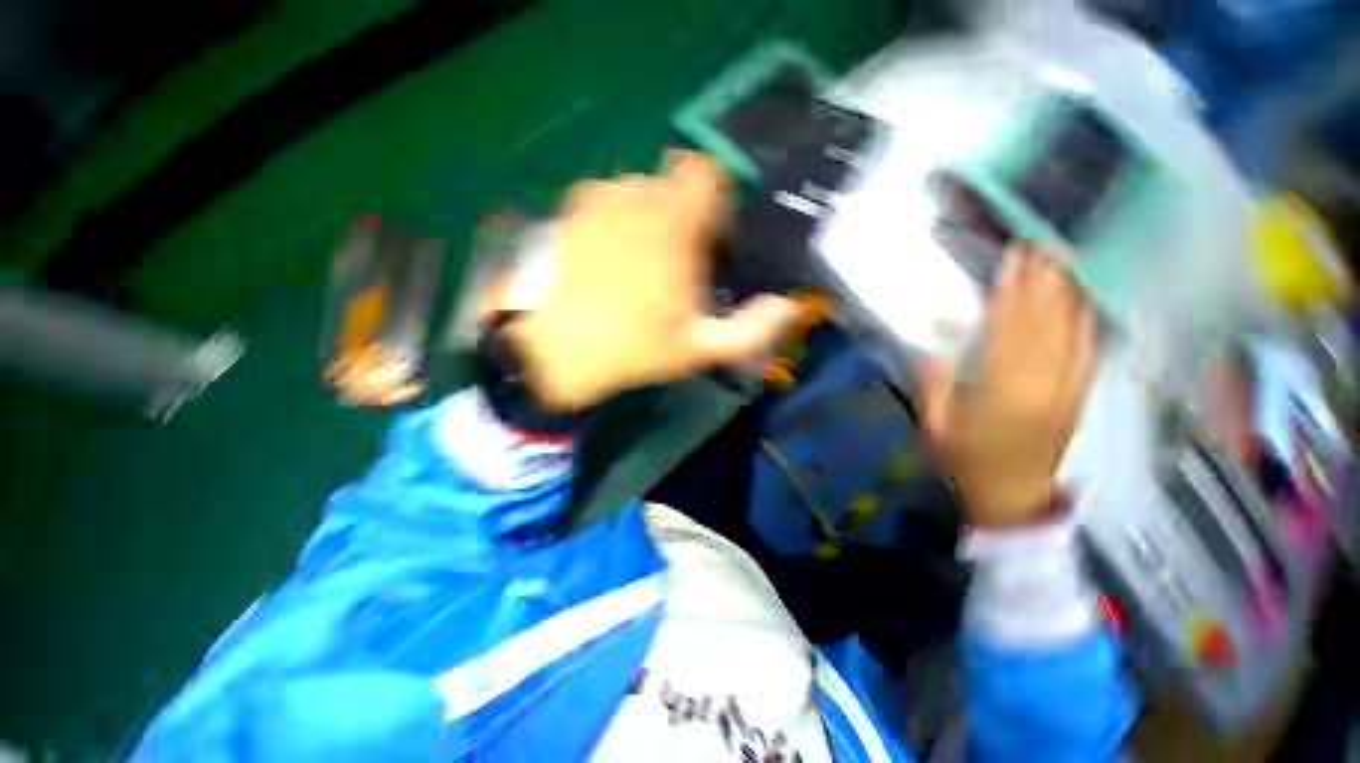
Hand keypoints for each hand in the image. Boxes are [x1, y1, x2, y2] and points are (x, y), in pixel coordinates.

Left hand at [507, 151, 800, 411]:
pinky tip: (608, 257)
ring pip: (639, 191)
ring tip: (643, 262)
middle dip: (684, 212)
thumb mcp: (698, 349)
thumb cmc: (630, 349)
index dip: (719, 195)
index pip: (707, 172)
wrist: (550, 350)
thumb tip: (789, 307)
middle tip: (681, 257)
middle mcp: (636, 198)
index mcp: (674, 225)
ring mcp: (596, 201)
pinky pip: (606, 201)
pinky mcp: (568, 213)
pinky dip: (617, 219)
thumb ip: (751, 330)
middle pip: (673, 183)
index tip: (717, 230)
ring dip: (650, 216)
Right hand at [918, 243, 1097, 527]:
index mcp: (1000, 391)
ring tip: (1060, 263)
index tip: (1011, 260)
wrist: (1012, 497)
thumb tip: (929, 345)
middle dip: (1041, 282)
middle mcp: (1040, 384)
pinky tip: (1083, 304)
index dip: (1011, 291)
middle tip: (1038, 247)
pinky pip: (1088, 354)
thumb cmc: (965, 461)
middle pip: (1043, 323)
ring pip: (1070, 333)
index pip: (1009, 329)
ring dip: (1065, 295)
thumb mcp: (935, 426)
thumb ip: (933, 384)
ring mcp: (1066, 390)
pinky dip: (1086, 325)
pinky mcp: (1078, 397)